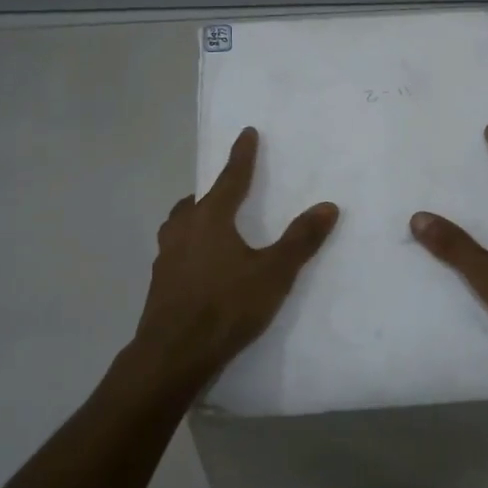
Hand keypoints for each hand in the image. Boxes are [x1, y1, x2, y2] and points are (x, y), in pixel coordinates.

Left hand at [121, 127, 337, 398]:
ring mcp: (165, 256)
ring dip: (196, 218)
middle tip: (229, 191)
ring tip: (213, 226)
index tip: (246, 133)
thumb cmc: (226, 306)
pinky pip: (176, 251)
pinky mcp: (159, 282)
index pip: (231, 177)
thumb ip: (300, 240)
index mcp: (210, 217)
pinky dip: (189, 247)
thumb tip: (328, 206)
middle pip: (198, 200)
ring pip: (180, 224)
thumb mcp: (273, 273)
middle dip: (214, 192)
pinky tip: (201, 266)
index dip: (242, 155)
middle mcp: (183, 228)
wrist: (173, 354)